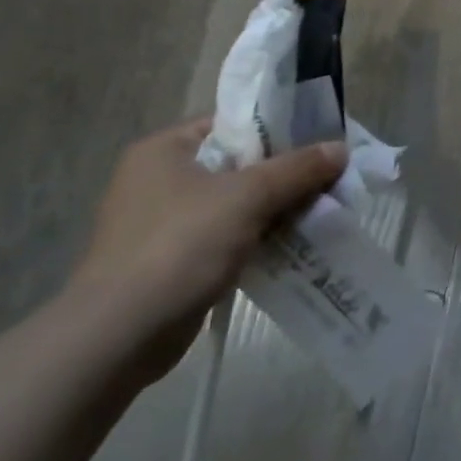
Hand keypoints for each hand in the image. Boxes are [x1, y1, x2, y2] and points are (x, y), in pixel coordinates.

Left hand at [67, 119, 346, 377]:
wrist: (119, 336)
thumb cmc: (179, 245)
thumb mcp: (249, 196)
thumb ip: (298, 168)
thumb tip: (341, 148)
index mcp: (165, 150)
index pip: (233, 124)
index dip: (280, 129)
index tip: (320, 141)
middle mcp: (159, 179)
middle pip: (239, 164)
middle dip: (285, 174)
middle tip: (329, 178)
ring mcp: (162, 223)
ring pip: (237, 203)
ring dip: (276, 208)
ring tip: (321, 210)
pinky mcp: (172, 260)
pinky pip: (227, 236)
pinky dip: (259, 238)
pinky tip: (294, 243)